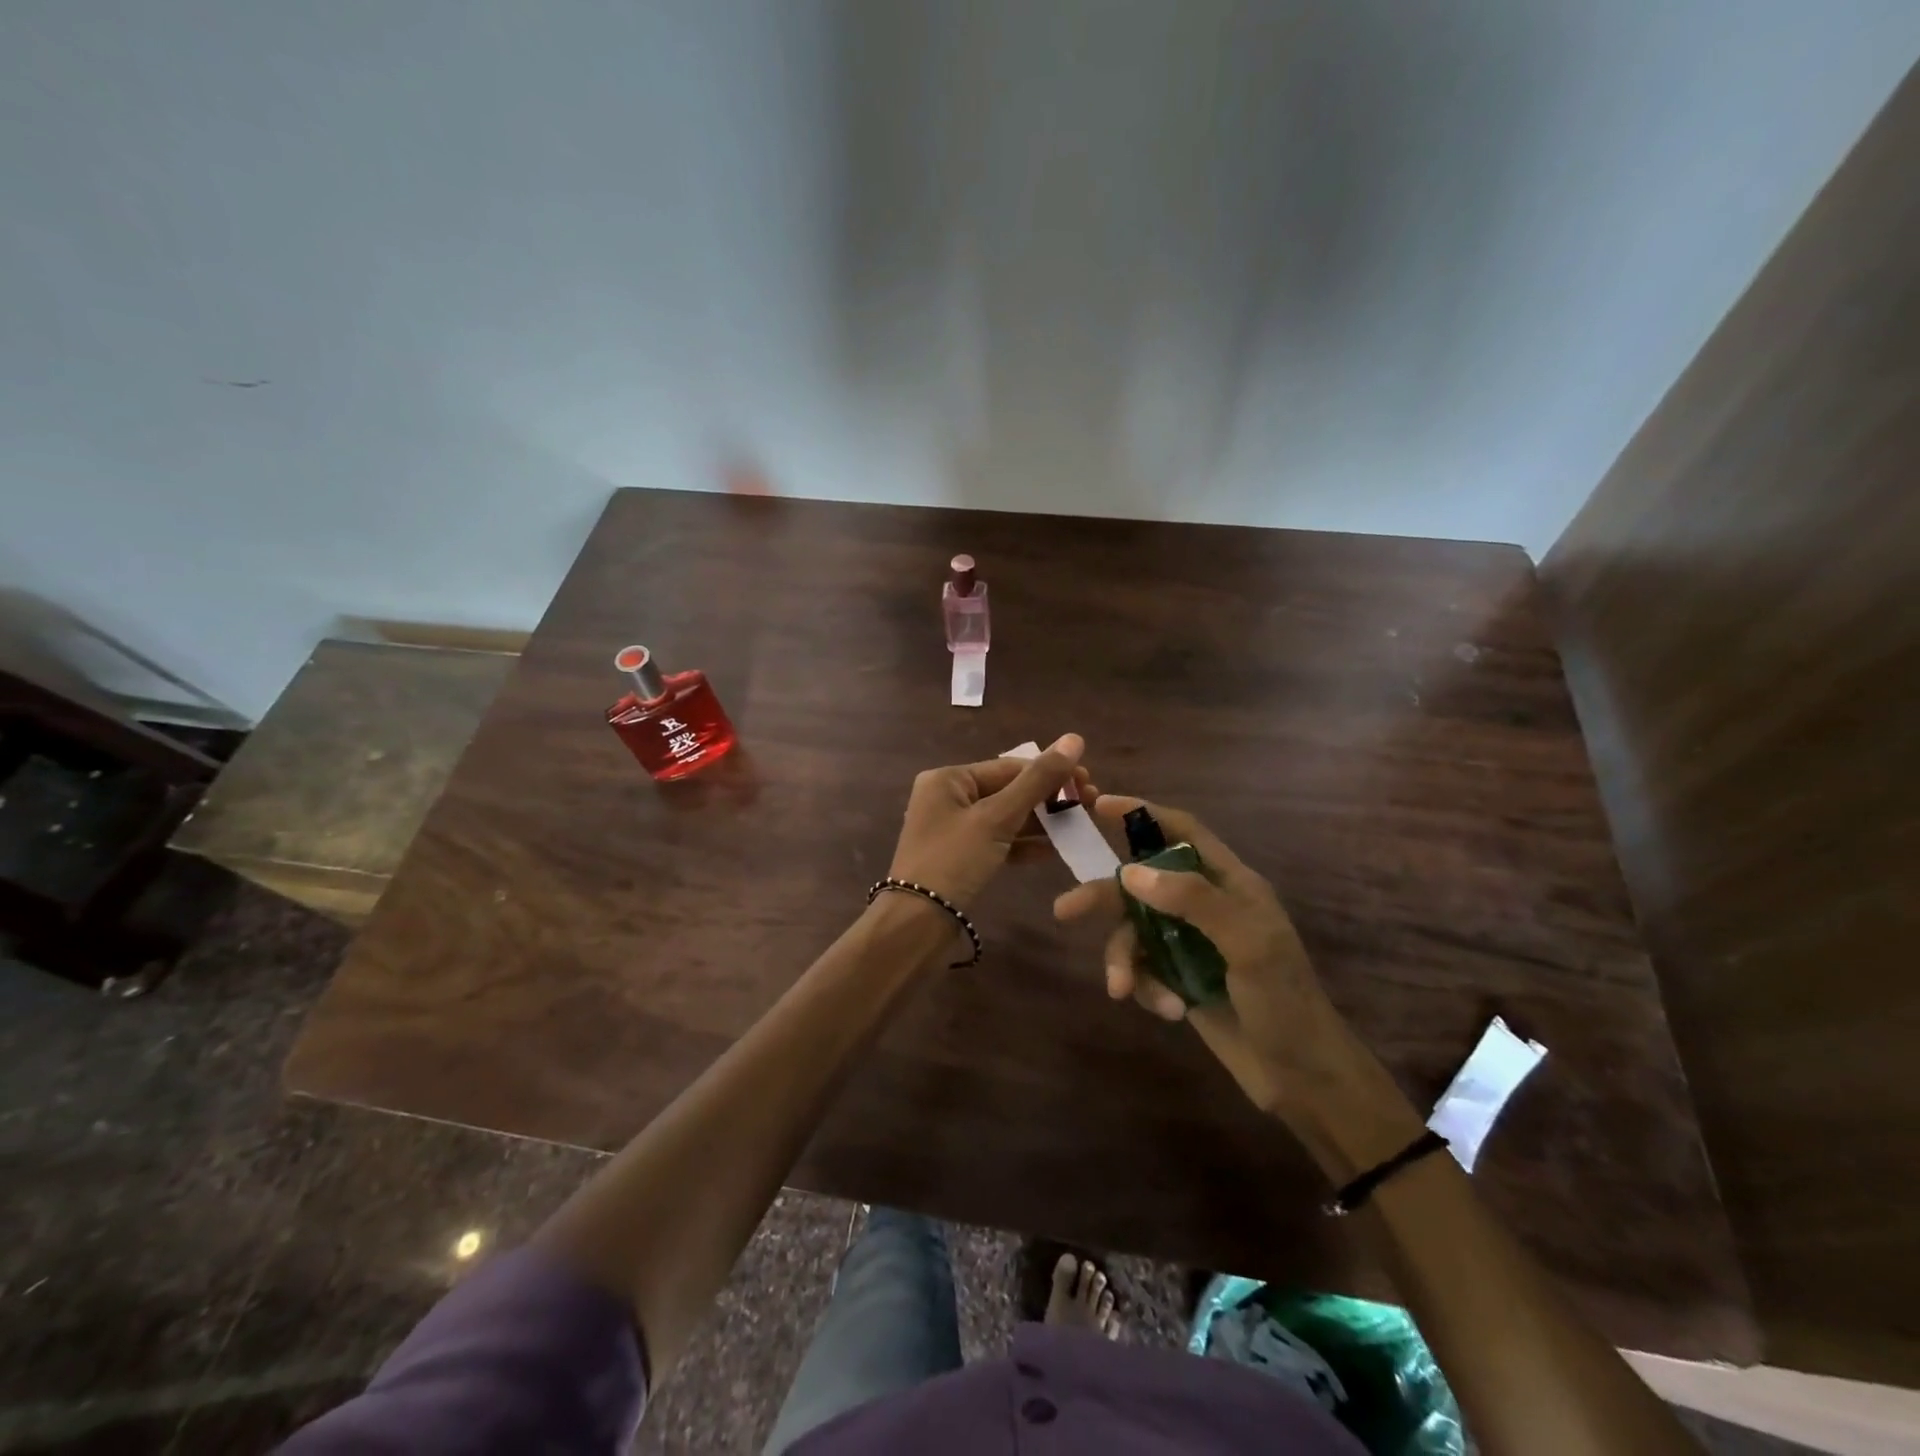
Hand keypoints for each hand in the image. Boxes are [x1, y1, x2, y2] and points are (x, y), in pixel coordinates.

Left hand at [887, 733, 1090, 909]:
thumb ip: (1037, 781)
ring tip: (1079, 825)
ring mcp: (954, 829)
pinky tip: (1054, 850)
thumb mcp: (997, 818)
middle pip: (1007, 790)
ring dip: (1041, 821)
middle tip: (1090, 804)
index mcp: (948, 779)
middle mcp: (948, 798)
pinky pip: (998, 842)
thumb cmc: (954, 860)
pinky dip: (1023, 844)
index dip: (1050, 772)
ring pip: (1005, 817)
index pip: (1008, 767)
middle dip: (1048, 798)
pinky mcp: (961, 857)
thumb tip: (1074, 739)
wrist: (917, 924)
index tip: (1088, 782)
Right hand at [1052, 796, 1335, 1121]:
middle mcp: (1206, 906)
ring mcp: (1190, 944)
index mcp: (1230, 883)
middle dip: (1105, 898)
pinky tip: (1168, 1011)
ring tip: (1122, 989)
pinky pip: (1144, 968)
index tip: (1098, 805)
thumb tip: (1130, 872)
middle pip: (1142, 884)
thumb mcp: (1247, 943)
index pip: (1183, 832)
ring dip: (1124, 958)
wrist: (1303, 1080)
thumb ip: (1191, 900)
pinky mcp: (1179, 979)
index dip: (1142, 813)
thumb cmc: (1284, 1002)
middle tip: (1064, 911)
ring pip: (1135, 932)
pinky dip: (1146, 986)